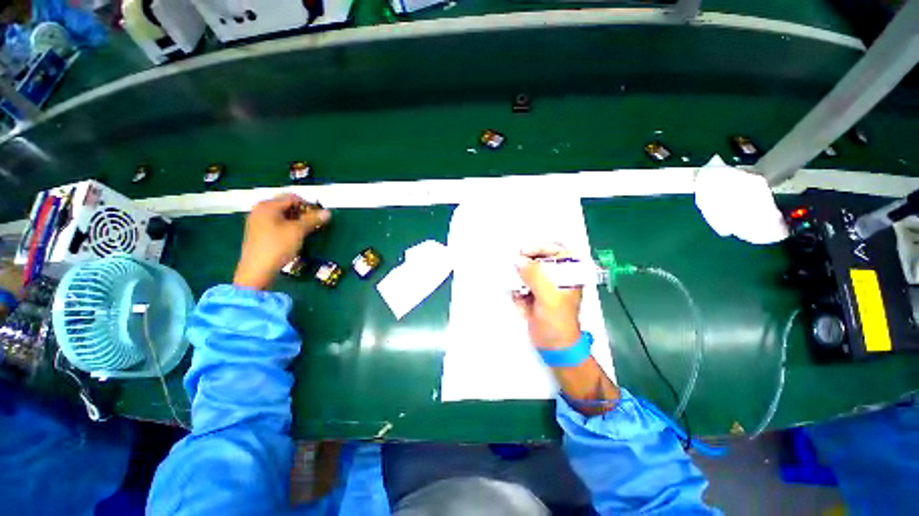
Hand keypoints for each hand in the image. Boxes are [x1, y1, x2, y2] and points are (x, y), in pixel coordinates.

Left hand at [233, 194, 330, 289]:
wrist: (257, 270)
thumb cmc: (277, 246)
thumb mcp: (298, 231)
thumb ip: (313, 219)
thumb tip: (328, 212)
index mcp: (267, 206)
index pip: (293, 197)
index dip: (309, 205)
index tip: (320, 216)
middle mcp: (260, 210)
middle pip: (286, 205)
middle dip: (303, 213)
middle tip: (315, 223)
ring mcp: (257, 221)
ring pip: (282, 215)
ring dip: (297, 220)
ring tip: (307, 230)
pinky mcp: (258, 233)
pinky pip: (277, 223)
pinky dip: (288, 226)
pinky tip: (295, 236)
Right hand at [512, 243, 582, 349]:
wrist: (554, 347)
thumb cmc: (558, 322)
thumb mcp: (549, 298)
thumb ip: (535, 276)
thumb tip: (518, 260)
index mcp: (569, 275)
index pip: (557, 251)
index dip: (541, 247)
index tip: (524, 251)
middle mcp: (557, 277)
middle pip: (540, 260)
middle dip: (526, 262)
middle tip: (513, 265)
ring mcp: (544, 286)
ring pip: (528, 272)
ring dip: (518, 276)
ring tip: (513, 283)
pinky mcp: (533, 295)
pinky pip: (521, 285)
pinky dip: (516, 288)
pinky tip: (517, 297)